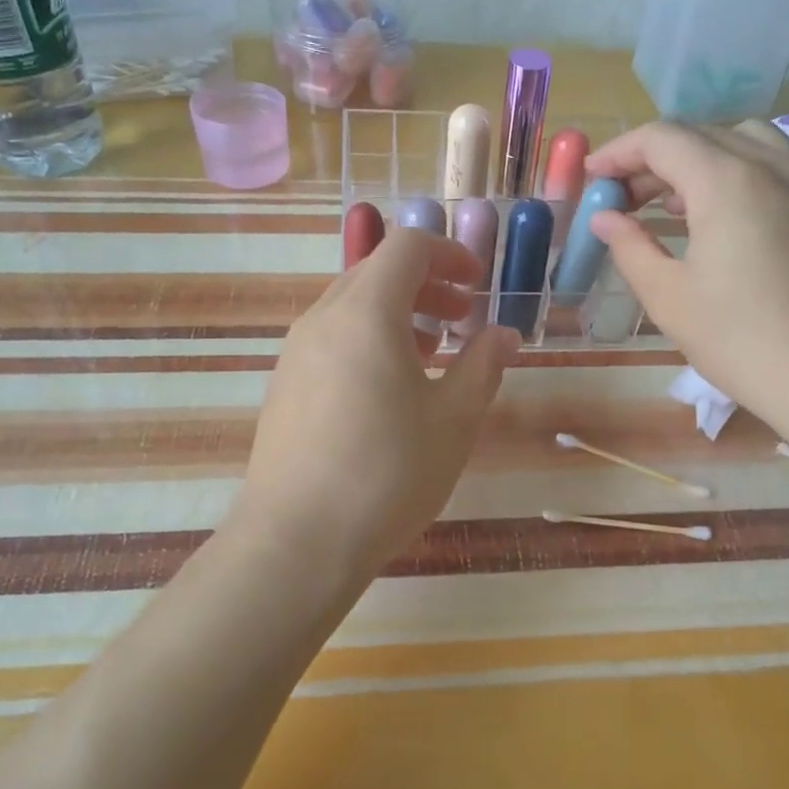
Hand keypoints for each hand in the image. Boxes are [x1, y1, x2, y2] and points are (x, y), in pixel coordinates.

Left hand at [231, 229, 518, 592]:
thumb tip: (504, 336)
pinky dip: (368, 341)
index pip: (406, 247)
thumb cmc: (388, 473)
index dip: (449, 254)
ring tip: (432, 354)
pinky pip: (332, 340)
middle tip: (462, 319)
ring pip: (352, 307)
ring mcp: (296, 353)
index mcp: (366, 313)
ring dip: (397, 314)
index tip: (478, 285)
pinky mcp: (284, 386)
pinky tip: (389, 390)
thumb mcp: (454, 419)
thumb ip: (483, 366)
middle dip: (426, 285)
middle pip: (376, 272)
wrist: (297, 541)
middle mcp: (323, 319)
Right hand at [585, 121, 788, 428]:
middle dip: (654, 160)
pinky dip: (751, 170)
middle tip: (624, 200)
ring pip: (748, 141)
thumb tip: (605, 217)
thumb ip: (630, 247)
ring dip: (703, 158)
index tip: (592, 177)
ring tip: (679, 201)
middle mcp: (772, 165)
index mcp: (726, 180)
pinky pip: (787, 164)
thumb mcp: (669, 299)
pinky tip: (743, 208)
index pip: (661, 139)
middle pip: (702, 136)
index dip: (619, 151)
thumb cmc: (743, 342)